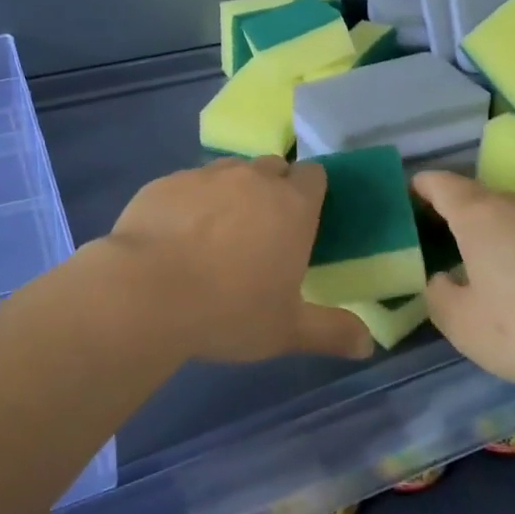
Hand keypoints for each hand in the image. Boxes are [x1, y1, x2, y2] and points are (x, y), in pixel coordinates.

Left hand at [105, 156, 374, 363]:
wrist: (147, 293)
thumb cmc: (229, 311)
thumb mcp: (286, 330)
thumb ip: (331, 332)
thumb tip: (368, 345)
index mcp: (292, 206)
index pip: (314, 175)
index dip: (311, 192)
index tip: (302, 220)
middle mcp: (252, 179)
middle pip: (273, 167)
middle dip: (272, 189)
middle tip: (261, 231)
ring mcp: (205, 175)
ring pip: (229, 171)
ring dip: (231, 192)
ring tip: (216, 232)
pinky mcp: (166, 182)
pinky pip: (188, 183)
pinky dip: (190, 202)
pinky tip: (175, 235)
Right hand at [411, 169, 514, 392]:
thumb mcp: (464, 325)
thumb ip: (438, 297)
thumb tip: (442, 279)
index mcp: (478, 214)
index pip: (440, 183)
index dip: (420, 187)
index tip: (407, 198)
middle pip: (475, 198)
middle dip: (453, 216)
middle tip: (436, 246)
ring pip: (508, 217)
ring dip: (489, 235)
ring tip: (480, 270)